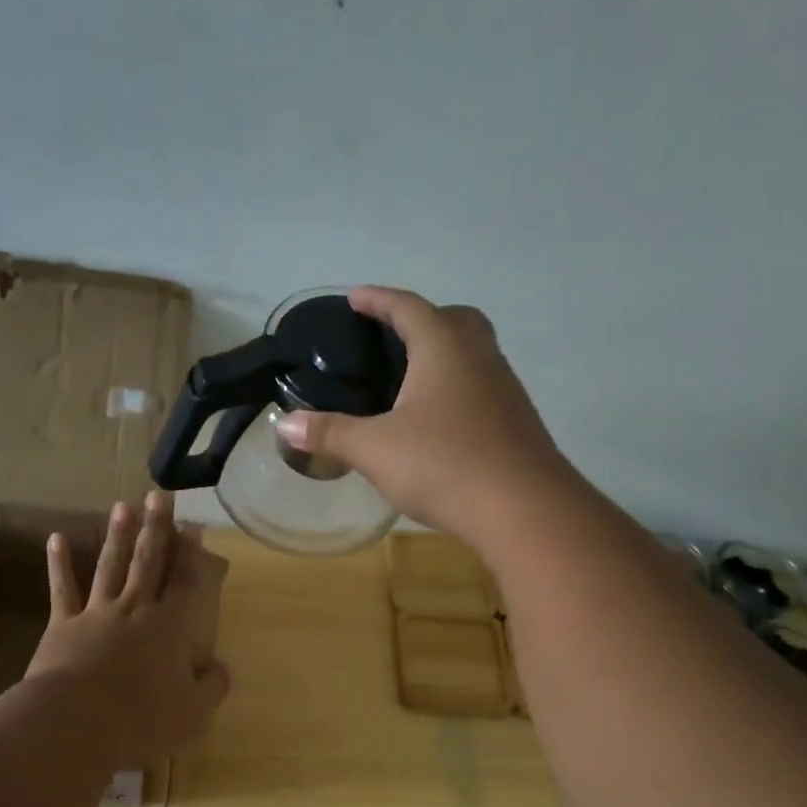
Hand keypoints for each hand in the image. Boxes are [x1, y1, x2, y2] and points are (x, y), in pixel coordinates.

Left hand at [25, 491, 230, 764]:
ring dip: (118, 535)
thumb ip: (211, 688)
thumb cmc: (140, 718)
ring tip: (124, 506)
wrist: (76, 722)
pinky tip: (56, 539)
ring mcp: (96, 613)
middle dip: (157, 528)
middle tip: (159, 496)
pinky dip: (59, 564)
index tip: (193, 527)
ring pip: (110, 566)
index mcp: (168, 627)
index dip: (191, 555)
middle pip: (148, 562)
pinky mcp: (63, 625)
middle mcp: (134, 609)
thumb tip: (224, 669)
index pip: (184, 583)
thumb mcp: (191, 712)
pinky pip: (62, 589)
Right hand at [273, 287, 571, 547]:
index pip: (408, 307)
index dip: (378, 299)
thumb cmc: (443, 465)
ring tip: (410, 378)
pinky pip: (481, 387)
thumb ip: (329, 433)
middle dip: (421, 318)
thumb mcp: (374, 449)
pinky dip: (457, 387)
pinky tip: (438, 420)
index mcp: (444, 348)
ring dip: (444, 353)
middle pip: (453, 319)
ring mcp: (504, 389)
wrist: (523, 509)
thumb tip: (284, 424)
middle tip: (391, 336)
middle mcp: (479, 357)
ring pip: (473, 353)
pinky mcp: (515, 421)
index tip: (355, 297)